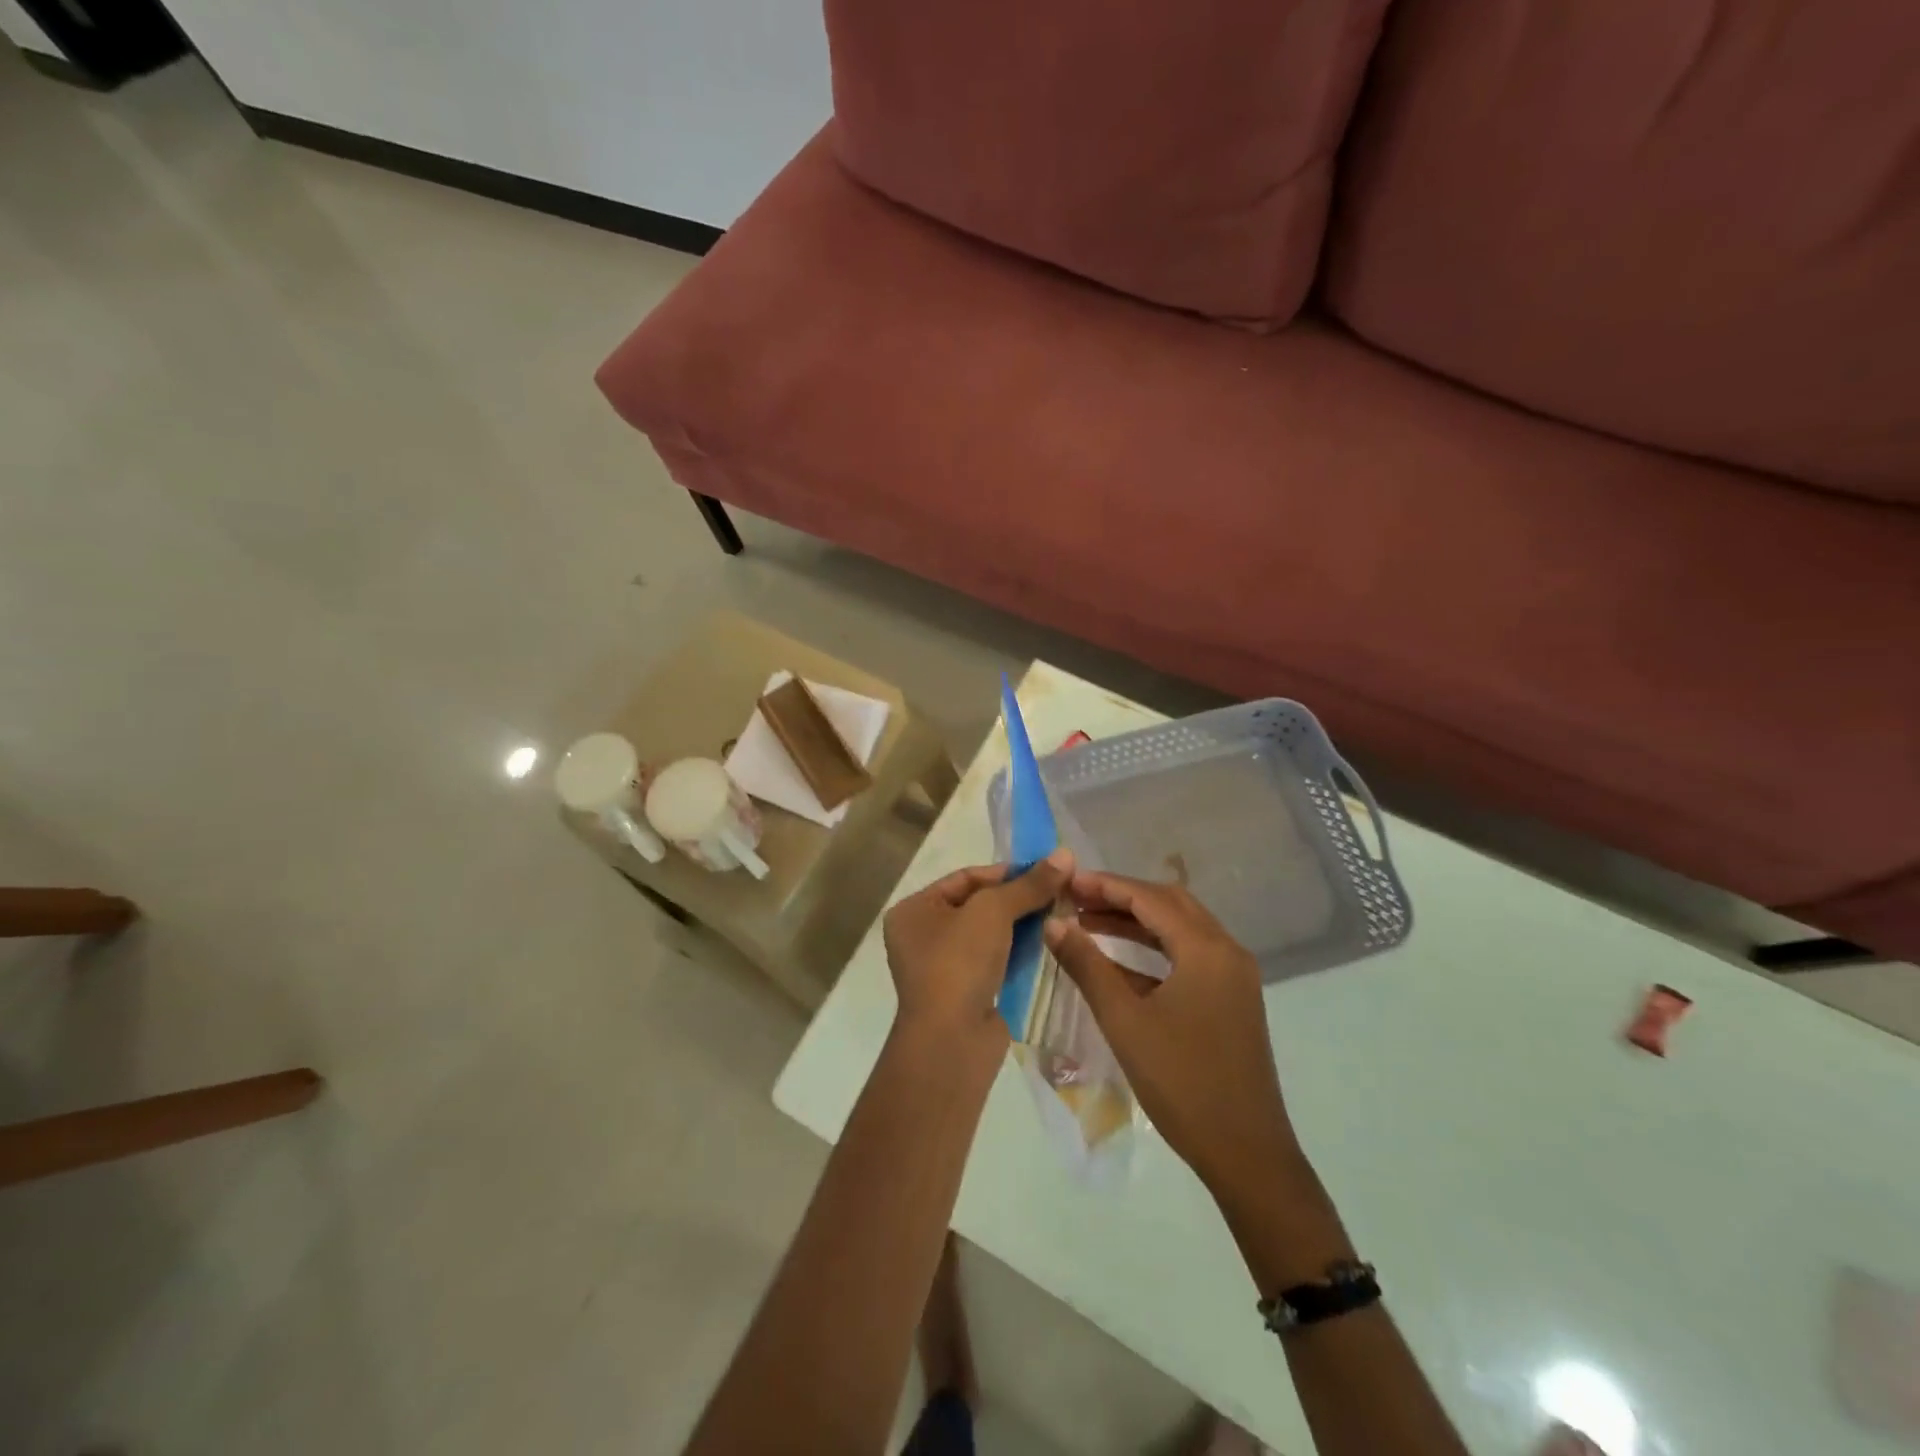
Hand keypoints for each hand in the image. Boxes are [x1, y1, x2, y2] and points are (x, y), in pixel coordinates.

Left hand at [883, 849, 1074, 1054]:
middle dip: (1018, 899)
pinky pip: (995, 962)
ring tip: (1060, 915)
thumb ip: (1029, 884)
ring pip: (989, 935)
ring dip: (1022, 925)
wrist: (951, 1041)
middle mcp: (922, 936)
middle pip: (979, 905)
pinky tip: (1048, 944)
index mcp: (914, 911)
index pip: (965, 878)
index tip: (1046, 870)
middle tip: (1058, 892)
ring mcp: (943, 968)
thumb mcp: (994, 911)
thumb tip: (1065, 853)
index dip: (1006, 872)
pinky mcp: (966, 993)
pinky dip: (1019, 953)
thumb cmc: (959, 962)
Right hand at [1043, 871, 1301, 1193]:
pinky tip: (1117, 963)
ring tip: (1088, 923)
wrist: (1246, 1153)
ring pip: (1180, 931)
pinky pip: (1188, 958)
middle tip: (1076, 898)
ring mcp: (1233, 977)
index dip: (1105, 885)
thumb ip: (1087, 966)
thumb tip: (1053, 923)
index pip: (1150, 898)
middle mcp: (1226, 952)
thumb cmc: (1181, 1082)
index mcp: (1206, 950)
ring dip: (1136, 923)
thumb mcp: (1124, 1021)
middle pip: (1169, 905)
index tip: (1067, 880)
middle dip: (1121, 897)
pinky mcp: (1231, 1000)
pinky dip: (1153, 952)